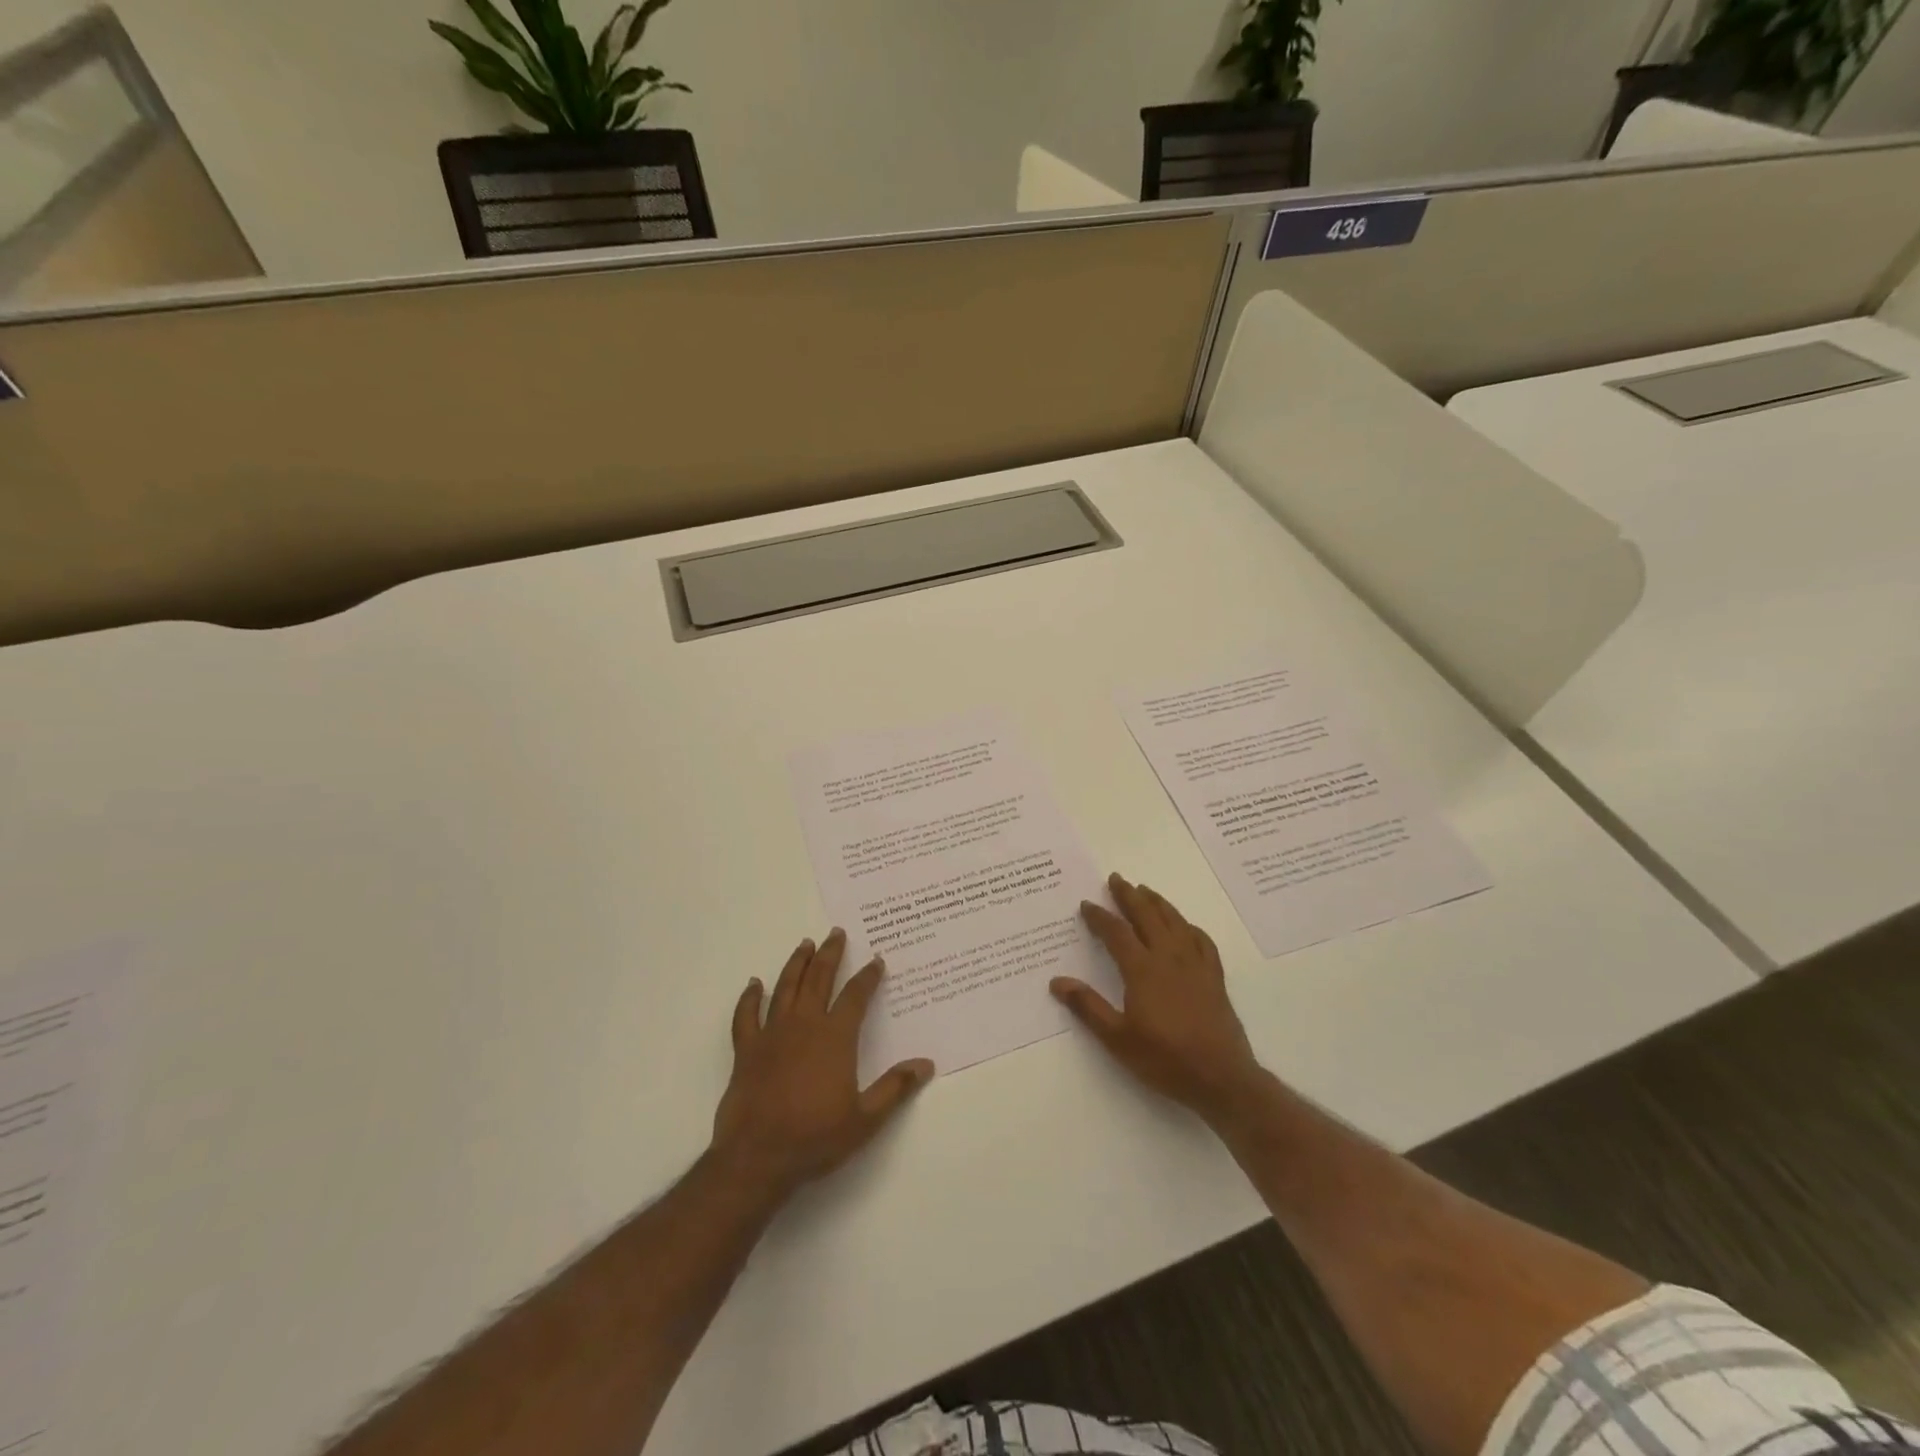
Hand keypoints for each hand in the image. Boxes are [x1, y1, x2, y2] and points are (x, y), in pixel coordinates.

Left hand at [710, 928, 934, 1203]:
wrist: (758, 1158)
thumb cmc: (815, 1138)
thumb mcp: (865, 1119)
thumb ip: (895, 1088)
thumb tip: (926, 1064)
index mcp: (835, 1037)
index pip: (856, 996)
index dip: (868, 976)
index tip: (876, 959)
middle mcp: (804, 1025)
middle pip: (819, 979)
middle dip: (830, 954)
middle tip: (836, 933)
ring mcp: (772, 1034)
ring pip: (785, 988)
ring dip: (797, 964)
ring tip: (805, 944)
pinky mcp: (746, 1050)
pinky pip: (746, 1015)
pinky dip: (749, 997)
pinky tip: (754, 984)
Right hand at [1051, 873, 1261, 1125]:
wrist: (1221, 1078)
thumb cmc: (1165, 1059)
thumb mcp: (1117, 1038)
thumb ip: (1088, 1007)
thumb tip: (1057, 981)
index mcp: (1142, 970)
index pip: (1117, 933)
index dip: (1100, 916)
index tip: (1086, 904)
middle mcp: (1169, 958)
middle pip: (1147, 916)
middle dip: (1129, 896)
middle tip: (1117, 878)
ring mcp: (1195, 965)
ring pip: (1175, 922)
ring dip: (1158, 903)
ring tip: (1145, 890)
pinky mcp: (1214, 977)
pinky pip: (1202, 940)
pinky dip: (1189, 926)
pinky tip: (1185, 926)